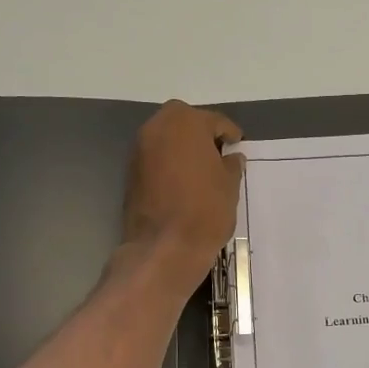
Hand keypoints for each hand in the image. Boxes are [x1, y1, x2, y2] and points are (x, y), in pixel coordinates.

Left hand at [120, 101, 243, 290]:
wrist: (164, 247)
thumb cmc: (205, 209)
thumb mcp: (230, 185)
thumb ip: (231, 165)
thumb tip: (231, 158)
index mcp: (186, 122)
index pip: (214, 121)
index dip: (229, 134)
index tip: (238, 145)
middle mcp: (157, 127)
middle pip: (184, 122)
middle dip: (201, 134)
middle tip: (219, 154)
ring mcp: (139, 149)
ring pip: (167, 139)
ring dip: (183, 148)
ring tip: (202, 170)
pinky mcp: (130, 172)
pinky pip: (156, 158)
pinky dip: (169, 164)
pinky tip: (184, 183)